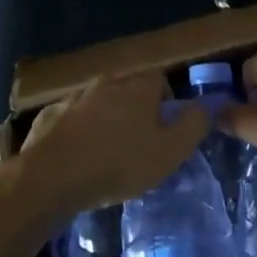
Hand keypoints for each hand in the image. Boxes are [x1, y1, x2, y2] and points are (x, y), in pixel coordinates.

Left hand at [14, 71, 208, 215]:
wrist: (53, 175)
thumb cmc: (119, 163)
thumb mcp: (169, 151)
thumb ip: (193, 125)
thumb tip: (206, 105)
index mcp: (138, 87)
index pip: (160, 80)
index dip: (166, 102)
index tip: (164, 129)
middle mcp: (107, 82)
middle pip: (128, 89)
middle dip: (135, 110)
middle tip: (138, 142)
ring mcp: (75, 96)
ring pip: (98, 102)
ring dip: (105, 119)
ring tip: (106, 152)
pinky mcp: (50, 114)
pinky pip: (71, 118)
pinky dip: (77, 131)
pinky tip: (77, 156)